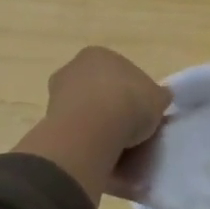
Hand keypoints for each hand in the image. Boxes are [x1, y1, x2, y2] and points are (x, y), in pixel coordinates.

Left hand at [15, 47, 171, 202]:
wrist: (93, 130)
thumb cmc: (128, 103)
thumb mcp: (157, 98)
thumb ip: (158, 96)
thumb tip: (161, 97)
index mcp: (98, 54)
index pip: (119, 71)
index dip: (133, 91)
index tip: (141, 111)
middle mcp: (73, 68)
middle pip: (97, 89)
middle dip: (110, 106)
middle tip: (129, 128)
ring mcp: (56, 94)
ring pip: (83, 110)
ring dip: (96, 124)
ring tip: (115, 146)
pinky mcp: (48, 122)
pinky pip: (74, 130)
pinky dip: (85, 140)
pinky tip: (99, 154)